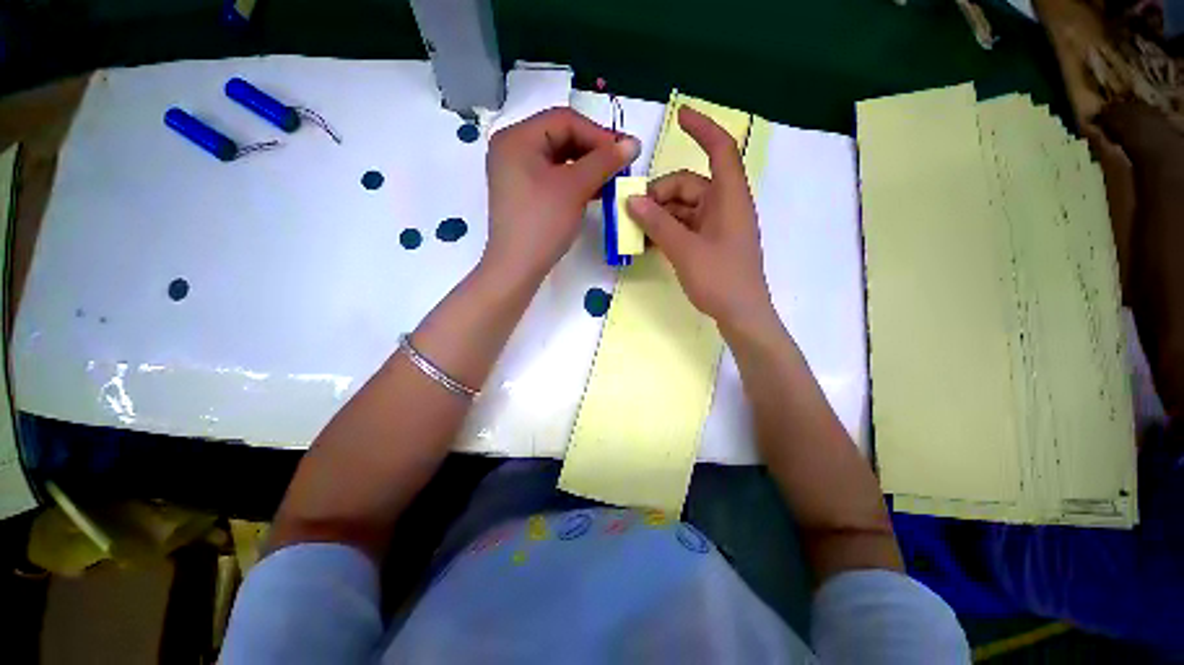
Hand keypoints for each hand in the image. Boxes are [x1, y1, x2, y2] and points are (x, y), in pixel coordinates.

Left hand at [483, 107, 639, 284]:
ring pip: (559, 159)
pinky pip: (553, 177)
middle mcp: (512, 149)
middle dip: (593, 151)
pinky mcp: (523, 193)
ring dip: (587, 168)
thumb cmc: (543, 223)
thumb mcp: (575, 188)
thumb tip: (633, 143)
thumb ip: (604, 161)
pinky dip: (575, 182)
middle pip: (561, 137)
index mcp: (517, 138)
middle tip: (620, 166)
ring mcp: (516, 173)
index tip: (625, 152)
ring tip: (611, 181)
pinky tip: (594, 192)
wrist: (517, 268)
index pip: (565, 120)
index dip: (599, 134)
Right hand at [626, 106, 773, 327]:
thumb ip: (658, 224)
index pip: (720, 149)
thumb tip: (632, 201)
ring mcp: (717, 225)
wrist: (740, 314)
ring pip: (683, 207)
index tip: (680, 116)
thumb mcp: (684, 250)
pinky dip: (667, 229)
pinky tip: (648, 242)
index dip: (702, 128)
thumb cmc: (719, 279)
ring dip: (659, 215)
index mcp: (729, 197)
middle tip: (633, 213)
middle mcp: (724, 205)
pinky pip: (685, 226)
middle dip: (660, 194)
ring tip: (636, 231)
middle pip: (689, 184)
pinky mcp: (710, 242)